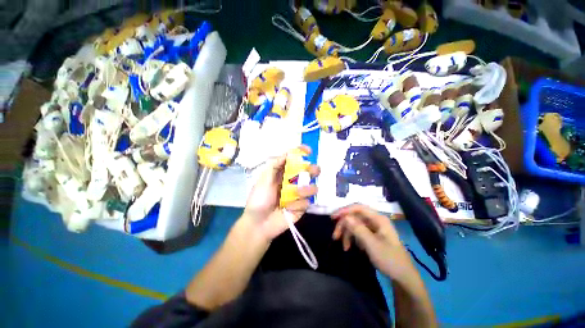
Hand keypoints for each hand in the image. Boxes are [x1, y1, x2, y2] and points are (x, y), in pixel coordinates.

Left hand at [243, 145, 319, 240]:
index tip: (309, 151)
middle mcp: (292, 182)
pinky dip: (298, 204)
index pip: (293, 160)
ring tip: (298, 192)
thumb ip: (274, 165)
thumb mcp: (263, 180)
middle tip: (314, 171)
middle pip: (307, 172)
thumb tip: (287, 153)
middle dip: (312, 169)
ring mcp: (298, 195)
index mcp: (282, 173)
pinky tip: (288, 209)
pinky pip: (306, 202)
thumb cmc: (259, 200)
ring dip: (307, 188)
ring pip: (311, 187)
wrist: (259, 224)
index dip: (301, 153)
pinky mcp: (301, 207)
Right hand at [332, 204, 416, 281]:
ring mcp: (373, 227)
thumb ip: (358, 229)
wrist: (403, 277)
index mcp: (378, 218)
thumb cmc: (389, 259)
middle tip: (335, 236)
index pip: (358, 208)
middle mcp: (375, 220)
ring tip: (343, 246)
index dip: (345, 210)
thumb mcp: (372, 245)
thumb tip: (345, 217)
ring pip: (354, 224)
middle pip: (354, 216)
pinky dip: (352, 238)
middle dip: (344, 225)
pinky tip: (350, 247)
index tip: (333, 217)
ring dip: (347, 233)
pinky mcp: (371, 235)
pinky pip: (358, 232)